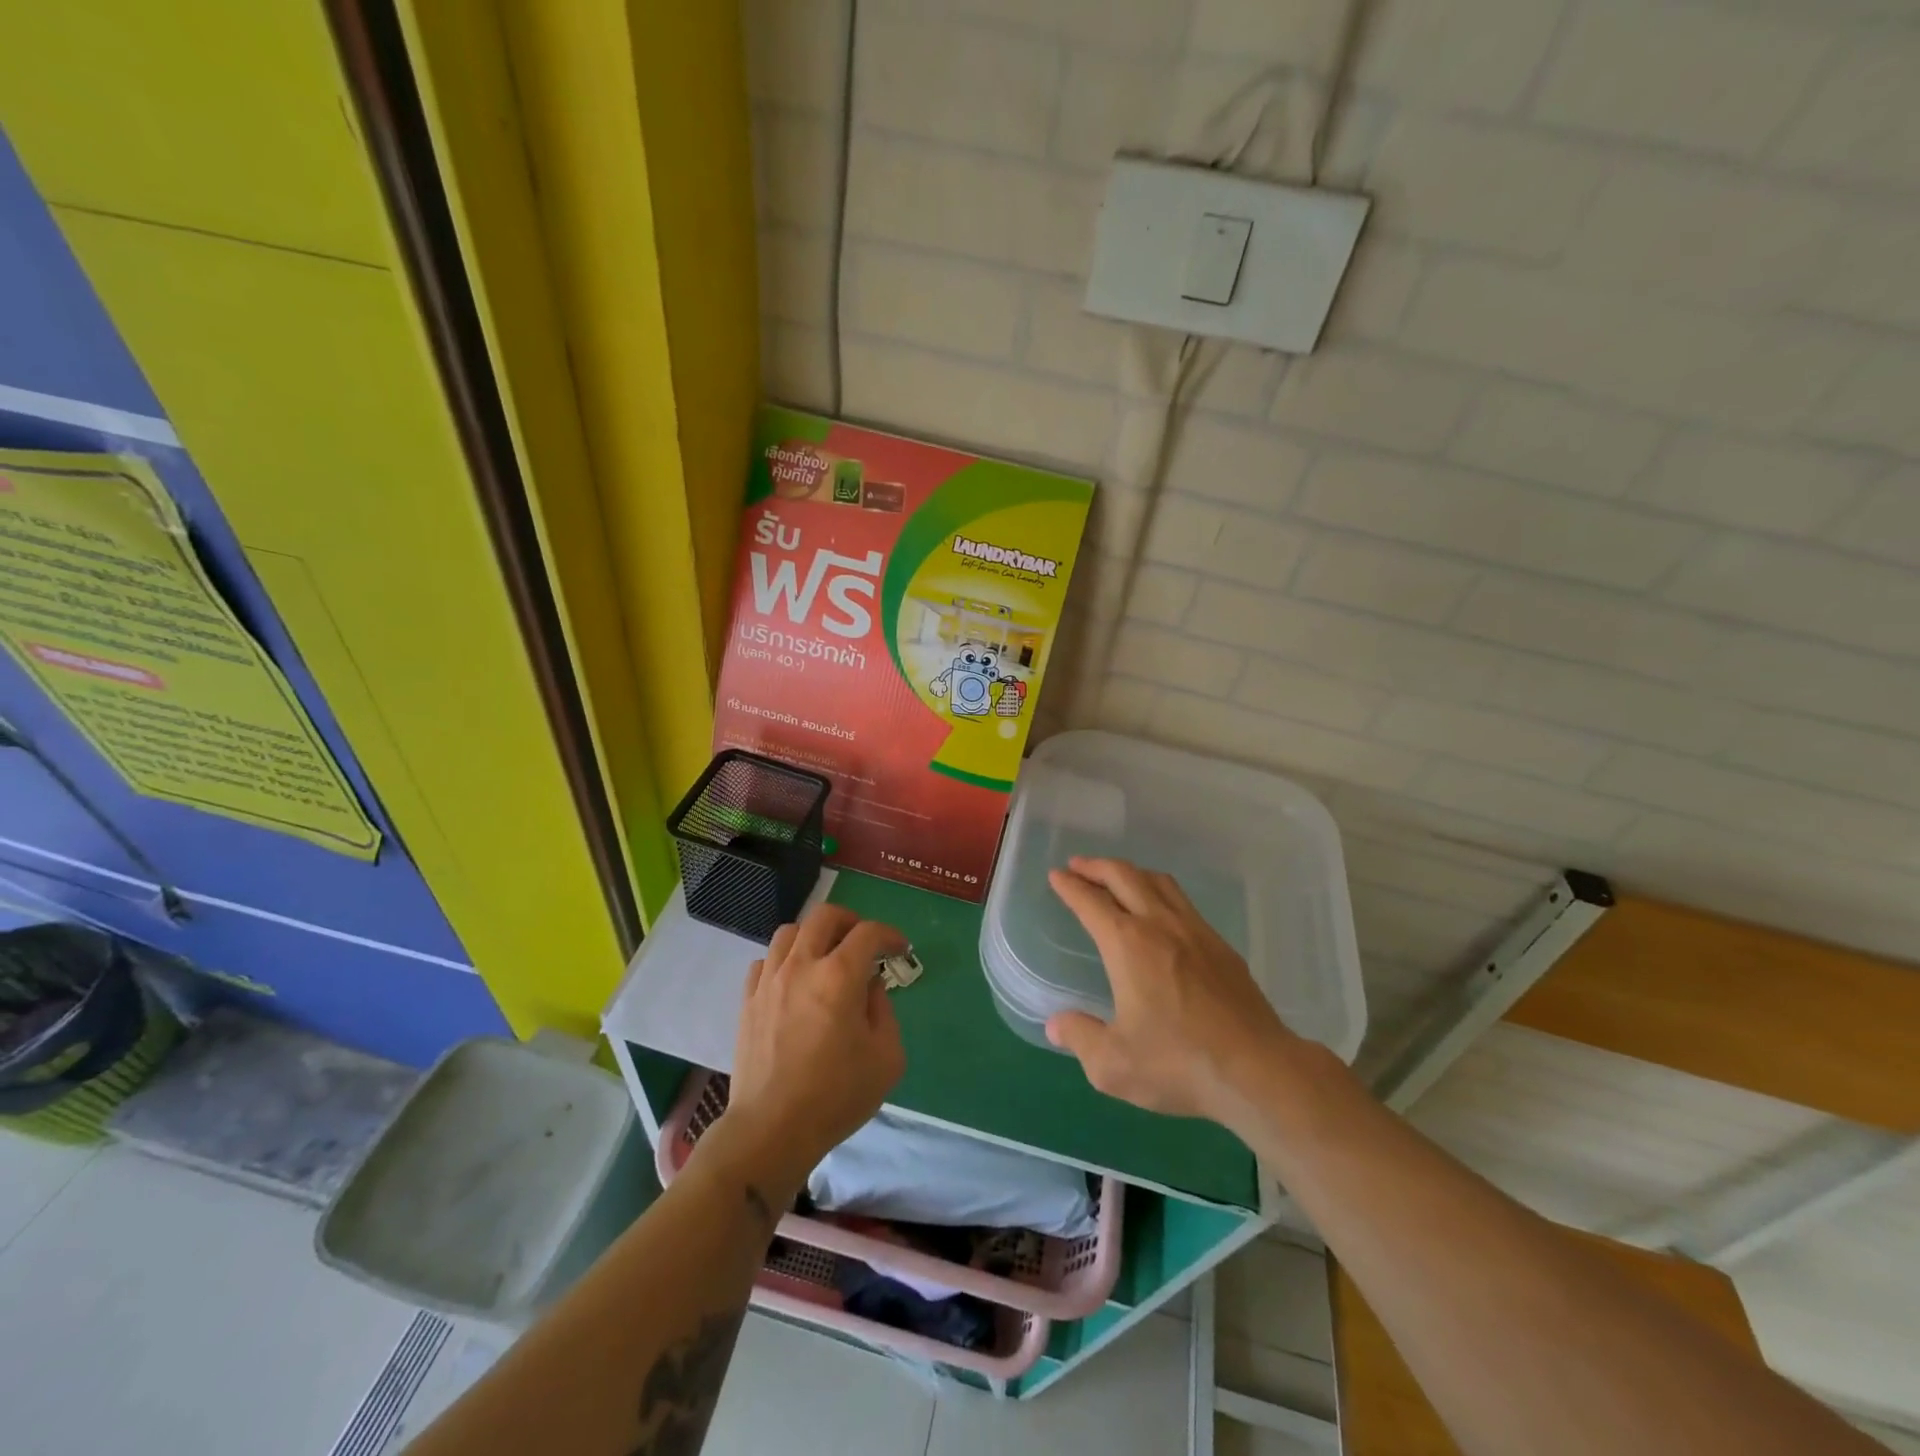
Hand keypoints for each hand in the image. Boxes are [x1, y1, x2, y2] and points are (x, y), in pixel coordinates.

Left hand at [710, 904, 907, 1205]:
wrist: (772, 1129)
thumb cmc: (837, 1096)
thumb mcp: (886, 1057)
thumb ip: (883, 1010)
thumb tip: (869, 987)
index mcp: (840, 976)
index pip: (868, 932)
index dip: (889, 935)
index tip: (900, 950)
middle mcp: (802, 966)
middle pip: (824, 916)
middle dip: (851, 921)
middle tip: (863, 943)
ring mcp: (770, 981)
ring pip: (789, 932)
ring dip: (814, 936)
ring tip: (826, 957)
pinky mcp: (748, 1000)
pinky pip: (766, 962)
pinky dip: (785, 961)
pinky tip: (794, 982)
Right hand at [1046, 856, 1295, 1123]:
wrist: (1257, 1070)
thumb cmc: (1178, 1063)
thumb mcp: (1113, 1064)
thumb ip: (1080, 1038)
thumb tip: (1056, 1025)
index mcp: (1127, 944)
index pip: (1091, 902)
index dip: (1070, 886)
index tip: (1057, 875)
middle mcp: (1160, 925)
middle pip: (1125, 876)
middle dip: (1097, 866)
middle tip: (1077, 866)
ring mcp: (1196, 931)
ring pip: (1159, 882)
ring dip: (1131, 872)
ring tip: (1117, 878)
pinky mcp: (1222, 947)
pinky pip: (1183, 902)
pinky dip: (1160, 892)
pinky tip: (1160, 913)